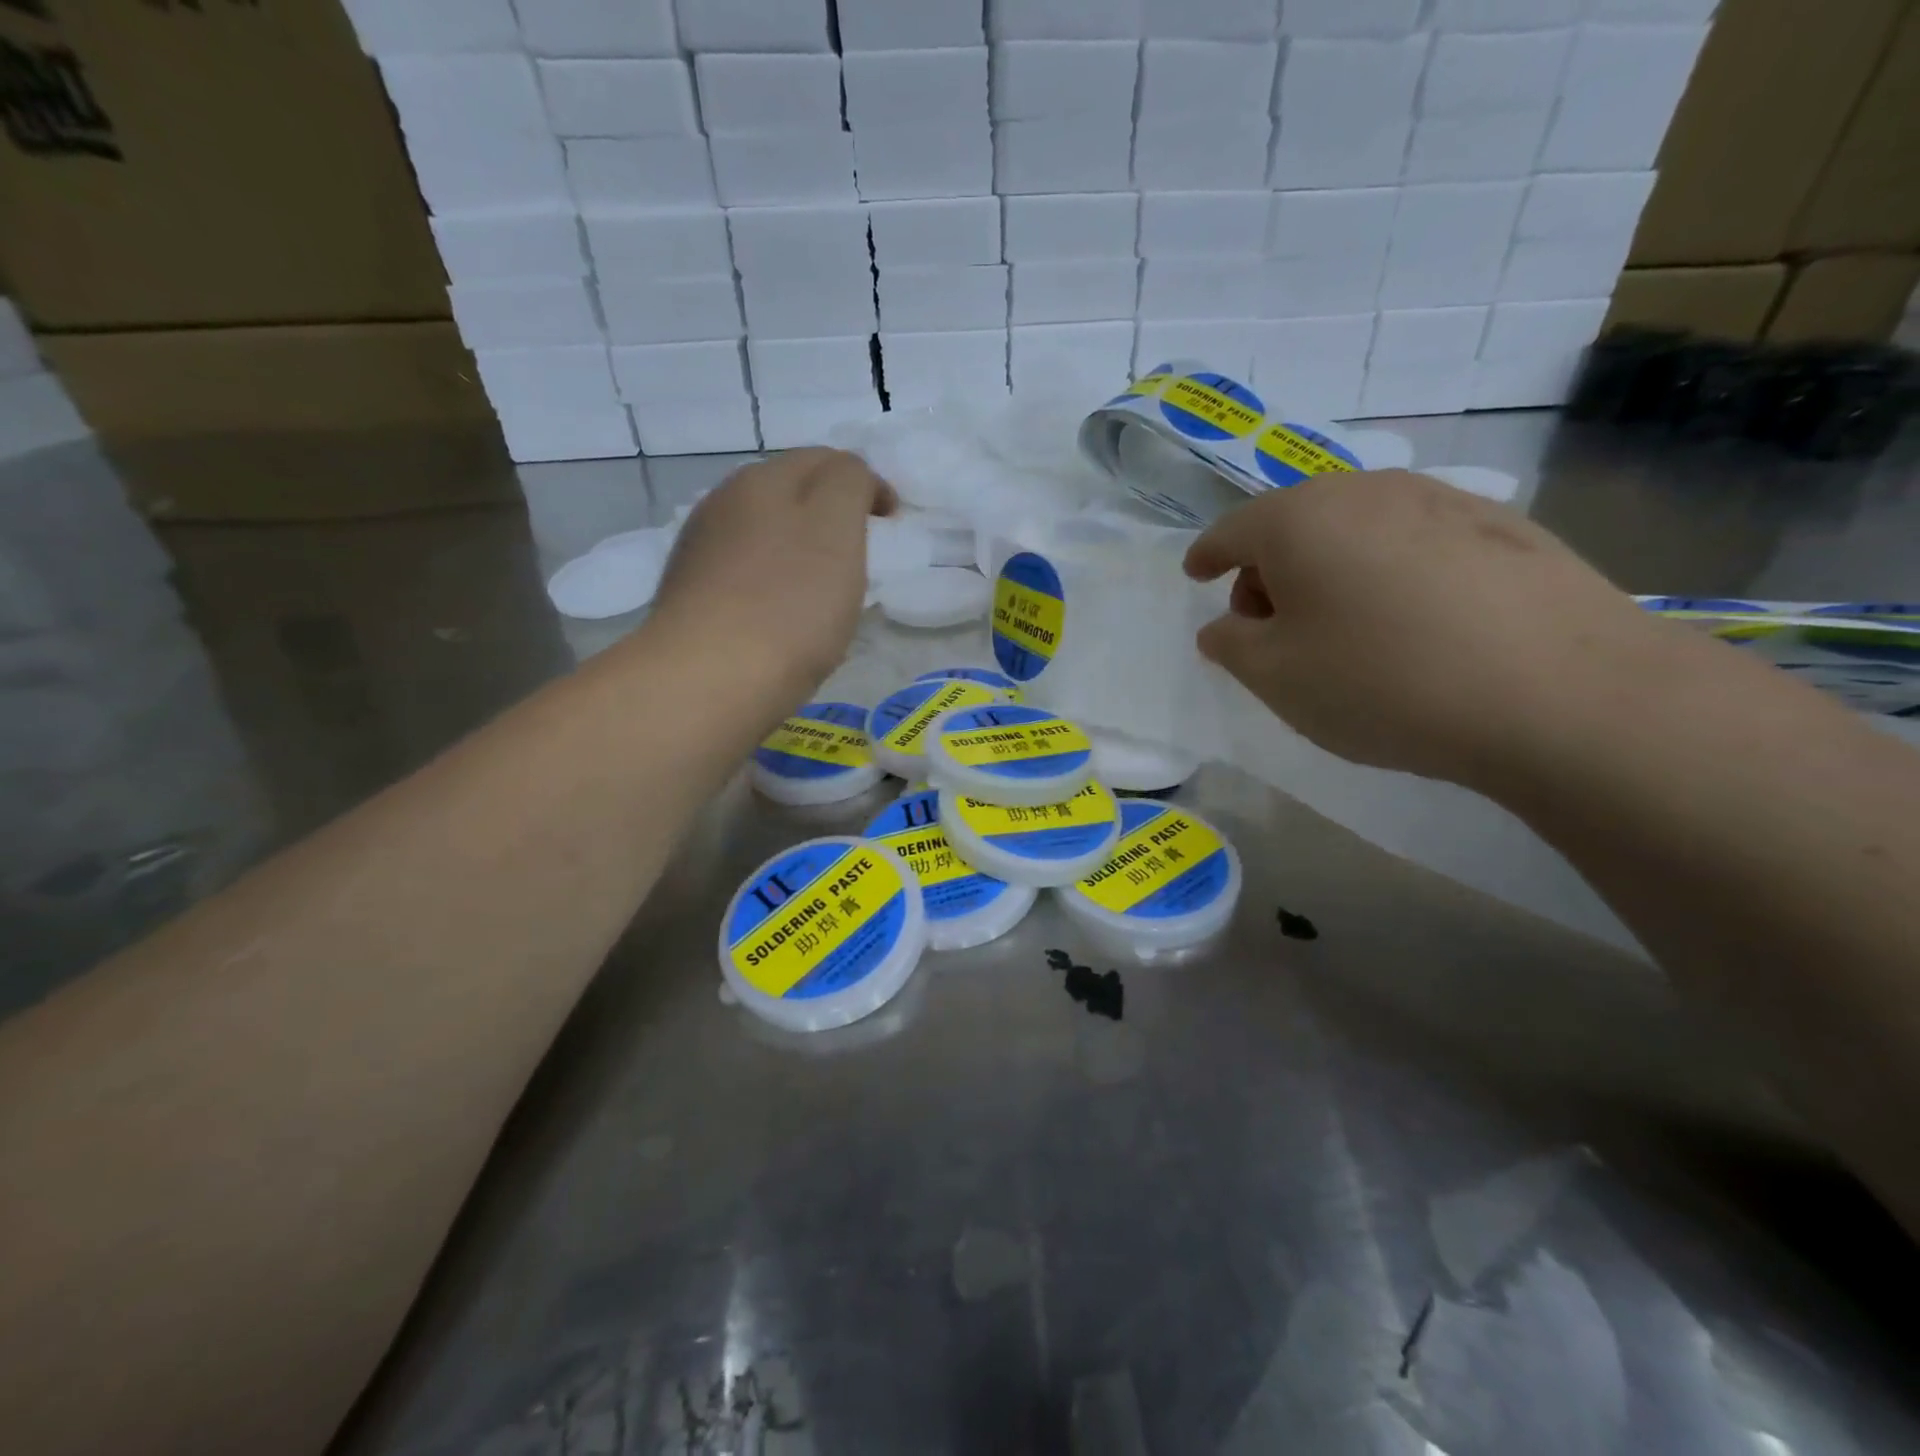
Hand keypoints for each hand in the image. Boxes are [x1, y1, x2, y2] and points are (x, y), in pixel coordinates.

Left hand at [648, 448, 896, 693]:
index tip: (891, 521)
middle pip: (787, 493)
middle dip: (828, 512)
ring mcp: (700, 552)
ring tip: (823, 588)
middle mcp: (723, 504)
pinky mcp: (689, 598)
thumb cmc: (789, 604)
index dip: (865, 483)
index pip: (825, 459)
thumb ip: (849, 483)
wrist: (709, 680)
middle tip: (861, 551)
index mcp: (763, 479)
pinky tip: (781, 617)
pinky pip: (743, 575)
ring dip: (797, 547)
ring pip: (762, 534)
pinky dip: (772, 582)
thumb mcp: (836, 527)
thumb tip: (849, 476)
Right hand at [1184, 469, 1676, 787]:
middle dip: (1269, 569)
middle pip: (1295, 523)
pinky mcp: (1504, 527)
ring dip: (1330, 569)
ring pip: (1358, 529)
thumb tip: (1226, 625)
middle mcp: (1367, 491)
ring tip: (1342, 626)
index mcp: (1300, 519)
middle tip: (1270, 625)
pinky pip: (1415, 542)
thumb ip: (1231, 645)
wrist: (1561, 693)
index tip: (1196, 575)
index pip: (1232, 529)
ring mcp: (1443, 501)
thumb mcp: (1276, 677)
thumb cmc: (1383, 681)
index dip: (1207, 555)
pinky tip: (1412, 621)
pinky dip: (1390, 572)